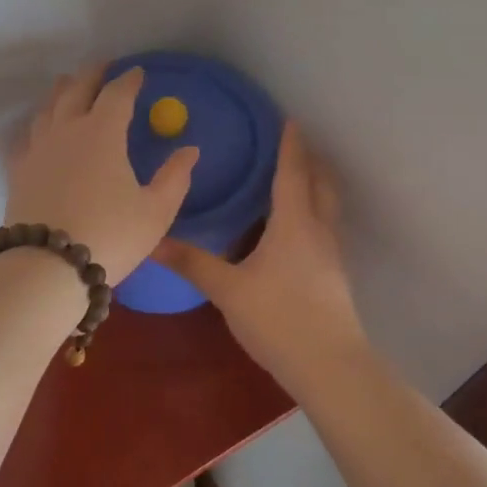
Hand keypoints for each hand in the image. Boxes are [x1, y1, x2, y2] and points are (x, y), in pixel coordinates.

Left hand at [5, 65, 199, 279]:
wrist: (48, 266)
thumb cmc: (111, 236)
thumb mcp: (155, 211)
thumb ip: (175, 178)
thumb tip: (190, 150)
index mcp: (102, 133)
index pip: (117, 94)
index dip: (129, 80)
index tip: (137, 73)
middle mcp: (66, 130)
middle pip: (76, 89)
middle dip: (92, 74)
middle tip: (102, 66)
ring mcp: (37, 149)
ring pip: (47, 108)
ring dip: (62, 92)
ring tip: (68, 87)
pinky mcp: (19, 170)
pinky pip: (28, 136)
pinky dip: (39, 124)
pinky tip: (41, 130)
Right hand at [153, 122, 367, 390]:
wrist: (331, 367)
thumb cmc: (279, 318)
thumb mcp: (228, 290)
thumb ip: (192, 262)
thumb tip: (152, 241)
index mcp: (294, 224)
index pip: (293, 172)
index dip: (290, 145)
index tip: (288, 119)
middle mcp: (318, 231)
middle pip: (320, 184)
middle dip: (309, 161)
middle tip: (290, 146)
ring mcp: (331, 255)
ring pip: (325, 208)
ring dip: (313, 188)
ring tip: (290, 182)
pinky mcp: (333, 277)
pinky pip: (323, 230)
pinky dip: (310, 215)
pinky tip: (290, 233)